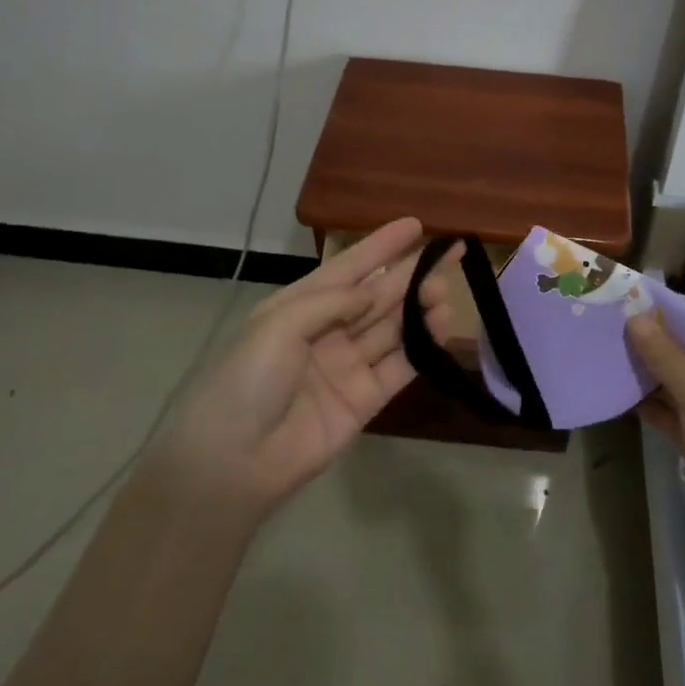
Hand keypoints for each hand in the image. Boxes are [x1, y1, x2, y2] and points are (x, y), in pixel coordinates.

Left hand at [157, 218, 462, 520]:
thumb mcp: (280, 324)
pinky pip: (399, 365)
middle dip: (410, 274)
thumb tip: (374, 291)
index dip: (380, 247)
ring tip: (446, 290)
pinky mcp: (365, 398)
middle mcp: (327, 330)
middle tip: (448, 255)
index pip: (348, 268)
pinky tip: (441, 326)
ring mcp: (348, 365)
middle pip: (376, 296)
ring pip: (392, 328)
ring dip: (419, 307)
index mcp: (299, 306)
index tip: (414, 225)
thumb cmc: (249, 380)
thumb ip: (332, 302)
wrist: (236, 460)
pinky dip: (421, 346)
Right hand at [627, 304, 684, 587]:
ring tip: (609, 355)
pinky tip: (621, 394)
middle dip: (655, 339)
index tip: (630, 299)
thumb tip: (636, 318)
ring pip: (681, 380)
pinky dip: (653, 403)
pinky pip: (676, 410)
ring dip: (650, 371)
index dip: (670, 308)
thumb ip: (666, 357)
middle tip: (612, 326)